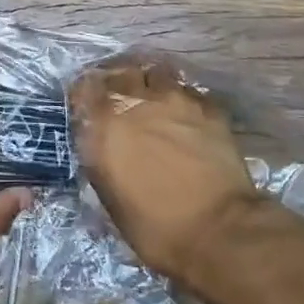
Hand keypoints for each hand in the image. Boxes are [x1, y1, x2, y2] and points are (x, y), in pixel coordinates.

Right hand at [72, 58, 277, 286]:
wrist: (219, 231)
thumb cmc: (156, 228)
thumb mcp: (110, 200)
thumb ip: (101, 160)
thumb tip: (101, 146)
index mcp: (104, 125)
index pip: (84, 88)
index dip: (85, 93)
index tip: (87, 103)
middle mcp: (135, 102)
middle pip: (120, 72)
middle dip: (116, 81)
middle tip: (120, 98)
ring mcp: (174, 99)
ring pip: (155, 73)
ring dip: (150, 83)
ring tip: (153, 98)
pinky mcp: (208, 107)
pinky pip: (187, 90)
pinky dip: (180, 97)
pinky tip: (183, 113)